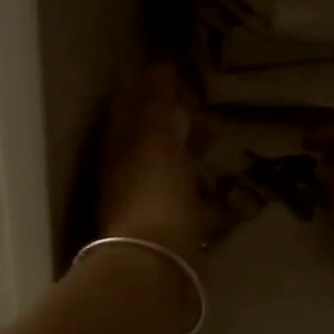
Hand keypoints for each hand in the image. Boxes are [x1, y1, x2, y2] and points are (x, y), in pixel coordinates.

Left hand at [95, 64, 205, 265]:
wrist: (155, 264)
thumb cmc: (154, 192)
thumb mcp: (154, 140)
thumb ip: (156, 105)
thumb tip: (159, 69)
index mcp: (116, 150)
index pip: (128, 109)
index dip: (147, 89)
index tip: (172, 73)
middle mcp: (123, 175)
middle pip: (146, 137)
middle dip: (170, 116)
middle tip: (198, 100)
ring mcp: (143, 203)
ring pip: (165, 164)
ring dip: (187, 145)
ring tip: (216, 131)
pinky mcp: (166, 230)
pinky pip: (181, 195)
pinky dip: (197, 182)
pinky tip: (217, 182)